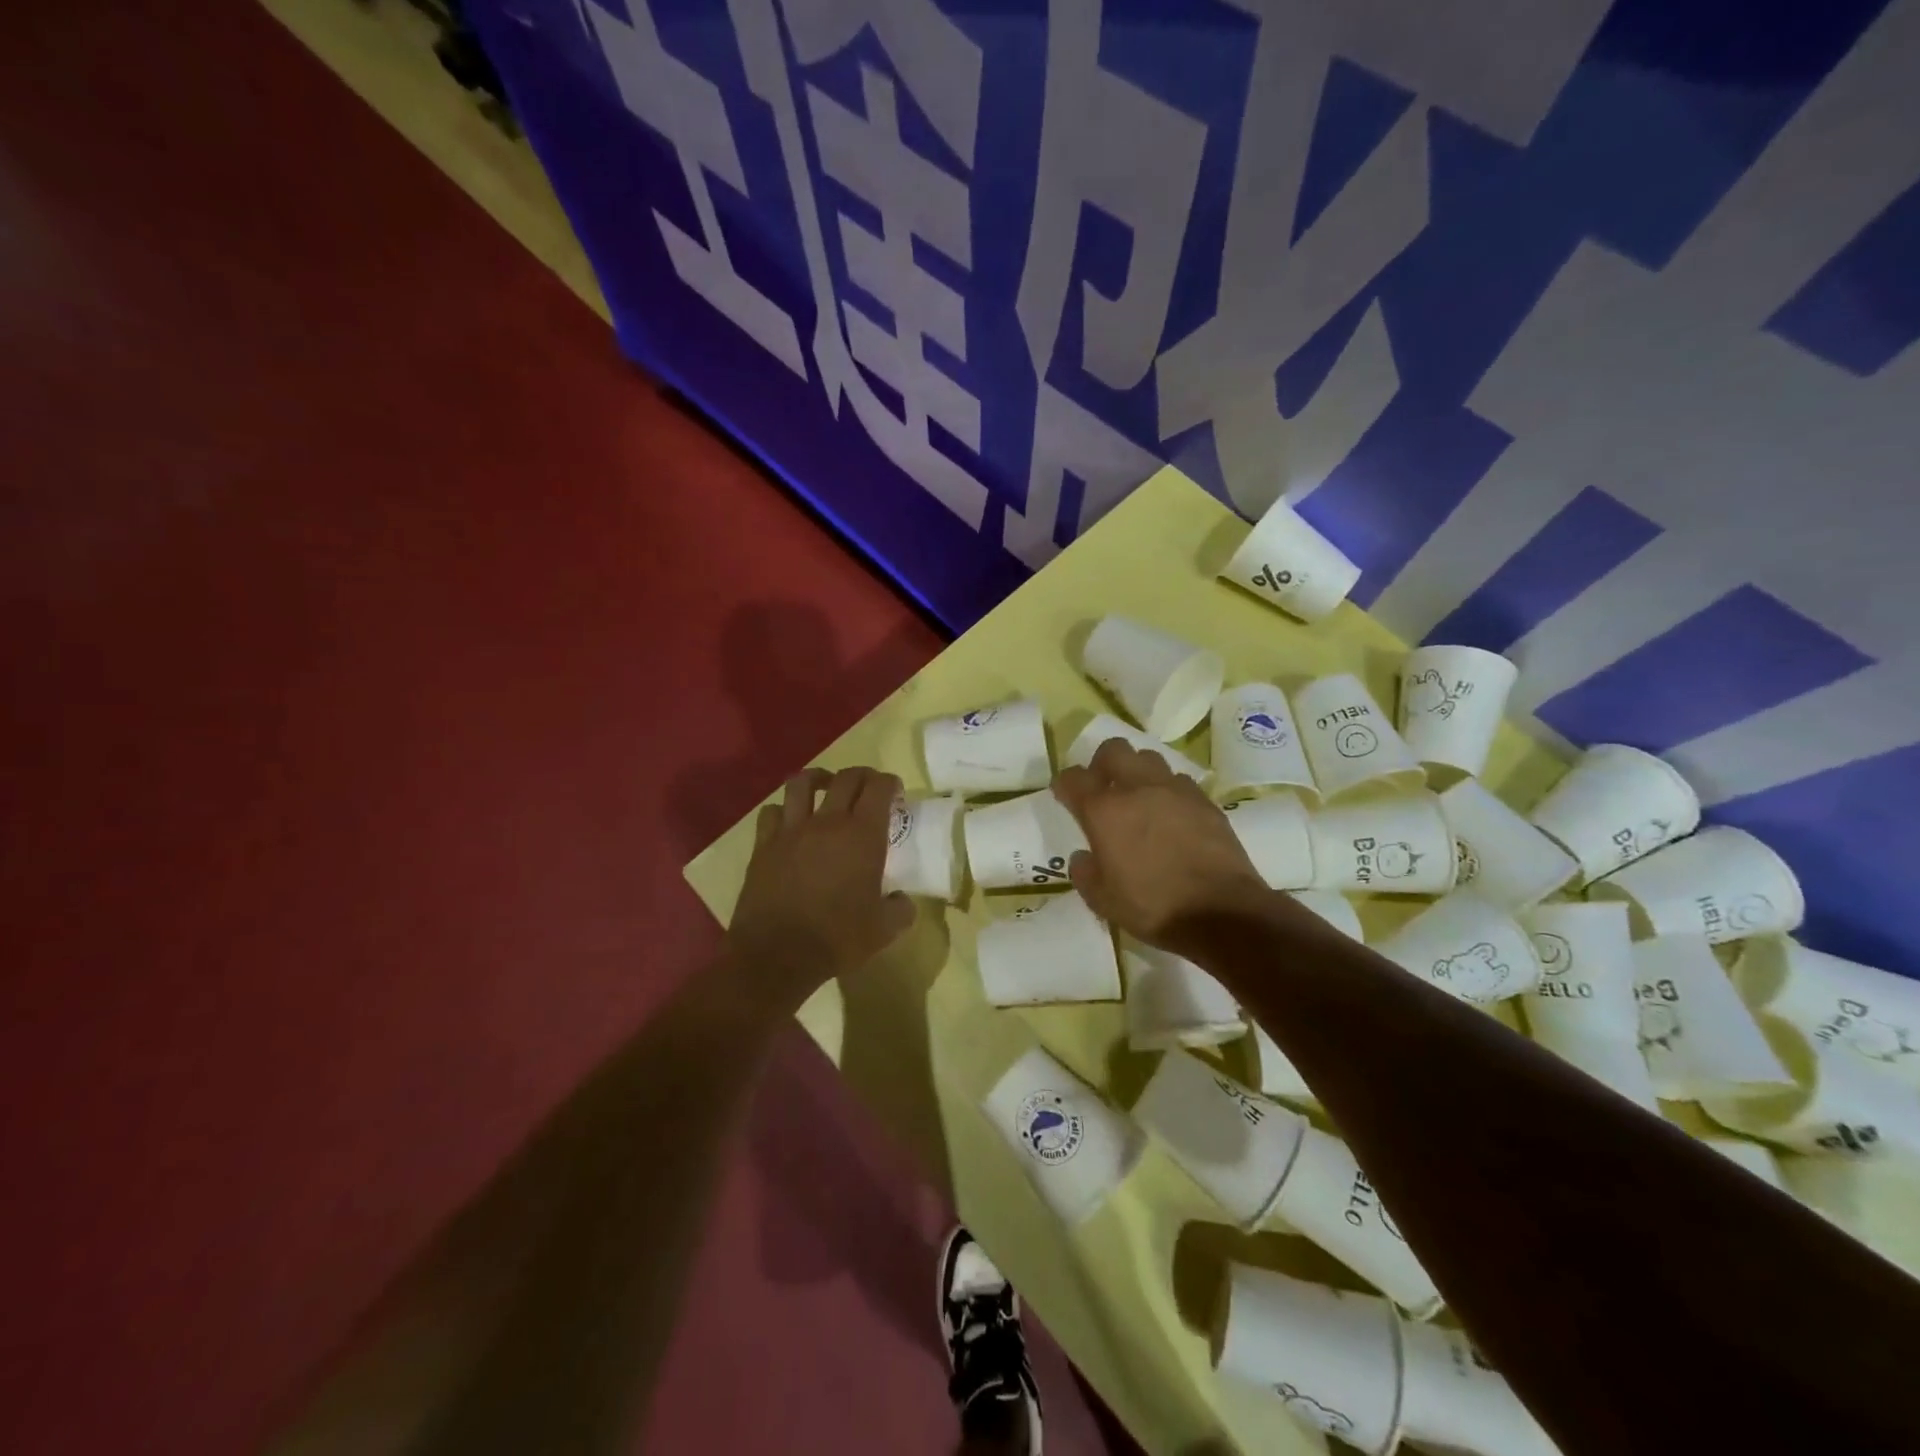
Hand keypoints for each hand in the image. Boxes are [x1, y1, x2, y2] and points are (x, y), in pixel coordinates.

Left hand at [725, 766, 915, 1015]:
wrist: (777, 954)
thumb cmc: (836, 938)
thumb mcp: (884, 930)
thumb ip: (901, 909)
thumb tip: (902, 900)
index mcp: (862, 835)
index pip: (879, 788)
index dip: (889, 783)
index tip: (895, 792)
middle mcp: (827, 822)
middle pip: (846, 778)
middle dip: (862, 775)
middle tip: (868, 788)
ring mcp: (791, 830)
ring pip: (802, 782)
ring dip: (819, 778)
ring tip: (825, 787)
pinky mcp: (764, 844)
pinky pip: (772, 812)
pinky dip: (784, 810)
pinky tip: (790, 821)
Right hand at [1052, 738, 1272, 950]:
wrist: (1222, 913)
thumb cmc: (1153, 908)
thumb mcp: (1103, 901)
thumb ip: (1085, 873)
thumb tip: (1084, 856)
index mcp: (1104, 811)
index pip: (1073, 778)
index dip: (1064, 784)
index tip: (1064, 796)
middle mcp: (1137, 789)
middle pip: (1113, 750)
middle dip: (1102, 764)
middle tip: (1102, 788)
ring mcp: (1175, 790)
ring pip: (1148, 759)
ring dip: (1137, 772)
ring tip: (1139, 798)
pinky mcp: (1204, 801)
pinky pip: (1179, 781)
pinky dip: (1168, 791)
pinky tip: (1171, 815)